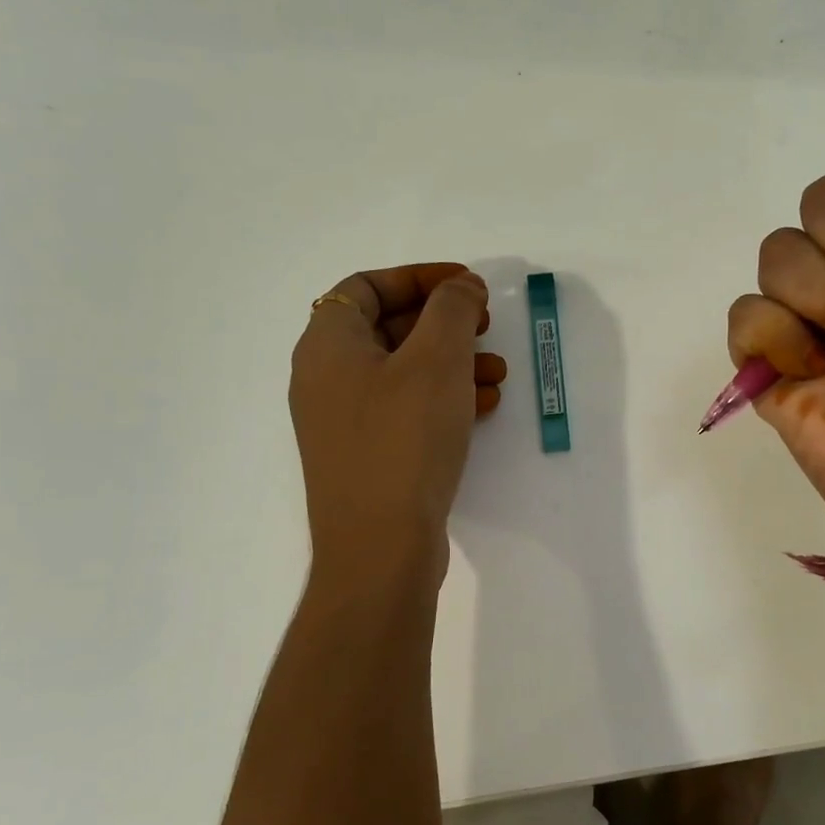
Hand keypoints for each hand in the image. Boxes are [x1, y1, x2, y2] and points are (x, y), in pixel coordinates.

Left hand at [291, 263, 506, 576]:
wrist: (380, 547)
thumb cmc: (404, 439)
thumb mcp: (436, 360)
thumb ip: (453, 309)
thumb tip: (462, 286)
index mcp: (327, 345)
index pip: (366, 286)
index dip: (420, 277)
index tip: (467, 284)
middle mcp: (326, 379)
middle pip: (387, 328)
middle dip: (444, 323)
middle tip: (487, 326)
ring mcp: (344, 422)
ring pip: (403, 373)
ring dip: (452, 363)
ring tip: (498, 373)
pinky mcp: (367, 456)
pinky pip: (406, 410)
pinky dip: (444, 400)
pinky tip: (483, 408)